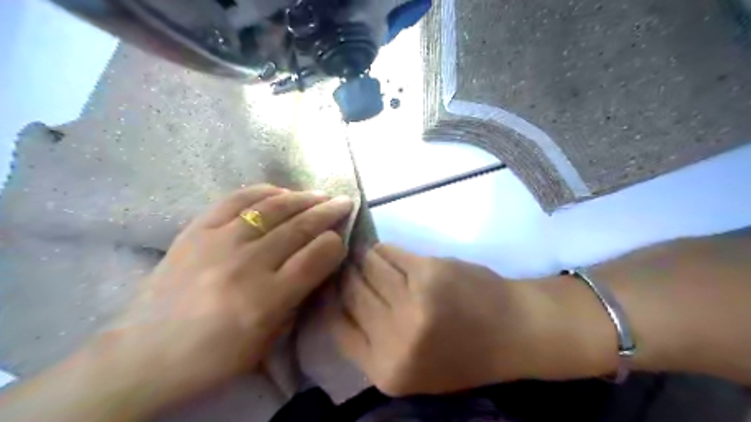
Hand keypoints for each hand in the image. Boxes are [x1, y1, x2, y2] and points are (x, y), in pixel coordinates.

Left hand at [91, 184, 355, 408]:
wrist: (143, 354)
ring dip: (303, 198)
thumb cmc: (213, 357)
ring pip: (273, 207)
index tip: (340, 239)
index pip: (316, 257)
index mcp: (264, 300)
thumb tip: (319, 262)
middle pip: (299, 227)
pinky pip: (237, 198)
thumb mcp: (268, 341)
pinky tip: (281, 192)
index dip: (335, 244)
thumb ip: (298, 297)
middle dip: (328, 212)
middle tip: (344, 203)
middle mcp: (245, 265)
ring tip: (320, 195)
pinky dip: (264, 191)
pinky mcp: (196, 229)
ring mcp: (218, 241)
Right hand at [330, 245, 546, 397]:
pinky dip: (384, 250)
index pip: (337, 326)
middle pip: (350, 292)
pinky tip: (387, 253)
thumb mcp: (410, 370)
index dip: (332, 301)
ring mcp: (412, 301)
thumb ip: (371, 344)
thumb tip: (338, 302)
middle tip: (349, 267)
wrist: (513, 331)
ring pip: (367, 266)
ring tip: (371, 259)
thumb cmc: (462, 354)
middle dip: (347, 276)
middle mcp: (394, 337)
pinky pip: (389, 252)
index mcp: (386, 370)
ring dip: (365, 260)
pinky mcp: (428, 271)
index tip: (333, 287)